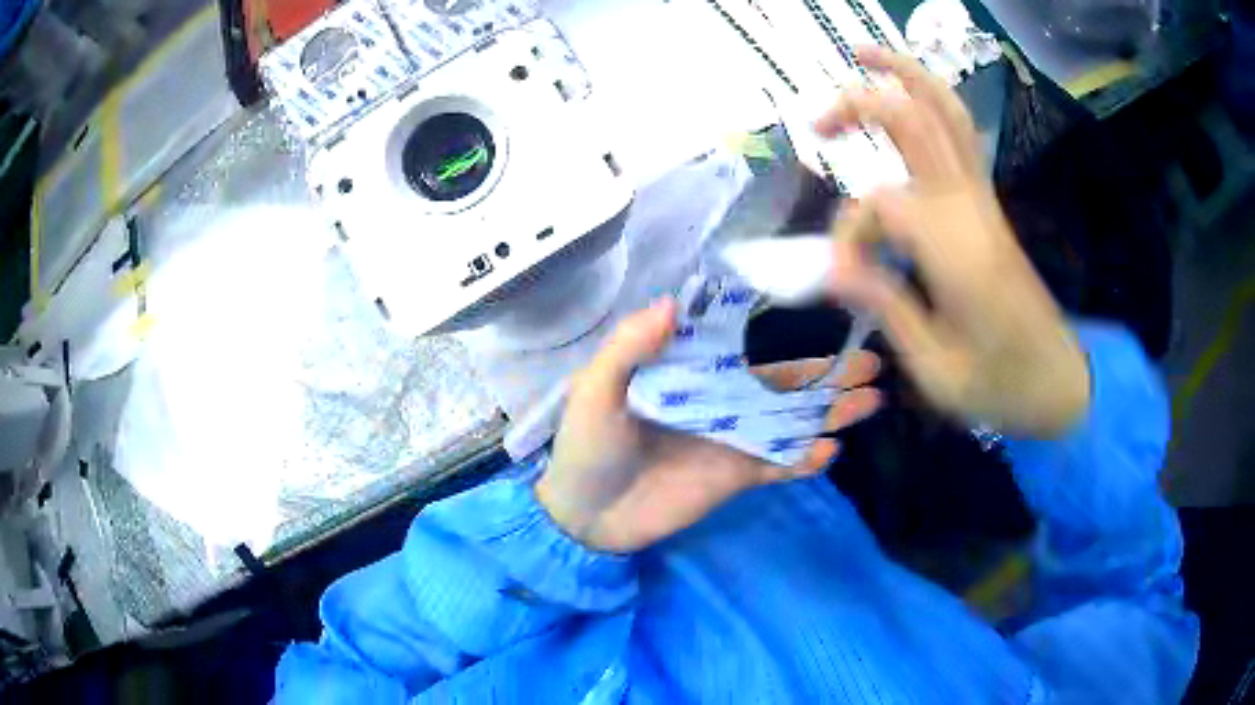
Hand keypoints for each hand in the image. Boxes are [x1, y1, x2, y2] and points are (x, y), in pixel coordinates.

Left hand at [535, 299, 881, 552]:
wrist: (586, 518)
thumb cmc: (586, 448)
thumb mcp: (594, 391)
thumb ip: (628, 347)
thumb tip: (671, 302)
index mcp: (689, 370)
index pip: (743, 340)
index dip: (782, 325)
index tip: (823, 309)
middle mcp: (720, 398)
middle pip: (782, 378)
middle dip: (826, 368)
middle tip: (870, 359)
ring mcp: (733, 439)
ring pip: (791, 419)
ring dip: (829, 409)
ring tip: (870, 399)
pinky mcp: (737, 478)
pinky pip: (779, 466)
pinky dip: (805, 460)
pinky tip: (830, 450)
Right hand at [814, 46, 1089, 437]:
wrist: (1059, 383)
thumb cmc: (1001, 388)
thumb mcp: (936, 370)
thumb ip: (887, 307)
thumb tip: (834, 268)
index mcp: (957, 253)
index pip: (880, 206)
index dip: (848, 235)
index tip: (842, 281)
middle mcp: (970, 211)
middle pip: (916, 121)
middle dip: (860, 106)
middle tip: (817, 123)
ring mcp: (984, 202)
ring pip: (947, 112)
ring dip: (905, 75)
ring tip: (863, 55)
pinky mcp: (988, 207)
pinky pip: (960, 135)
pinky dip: (930, 102)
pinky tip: (904, 96)